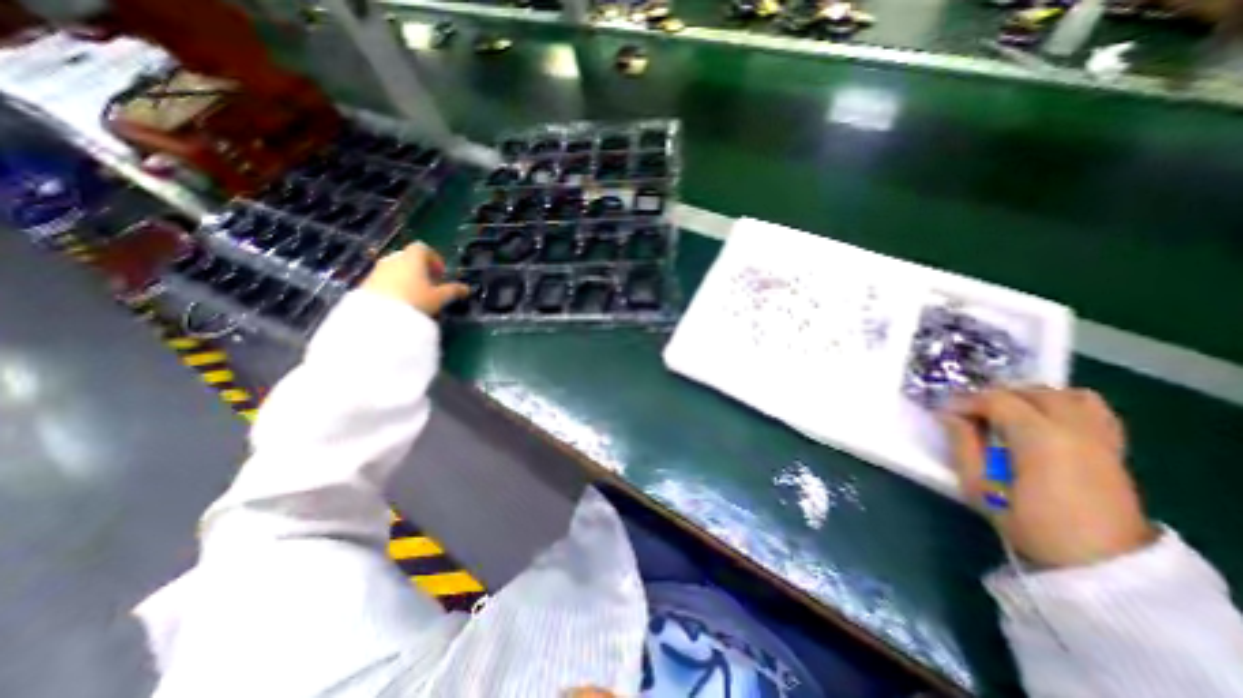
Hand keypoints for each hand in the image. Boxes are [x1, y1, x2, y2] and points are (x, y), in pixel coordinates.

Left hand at [364, 239, 471, 312]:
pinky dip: (393, 285)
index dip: (434, 259)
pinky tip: (400, 302)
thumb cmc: (415, 301)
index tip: (440, 274)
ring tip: (416, 295)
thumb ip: (453, 291)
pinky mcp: (366, 282)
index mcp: (412, 258)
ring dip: (406, 277)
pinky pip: (384, 279)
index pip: (423, 248)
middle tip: (429, 285)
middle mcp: (393, 259)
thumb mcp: (439, 298)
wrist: (379, 317)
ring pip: (395, 268)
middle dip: (420, 269)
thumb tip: (466, 288)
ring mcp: (377, 270)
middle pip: (408, 257)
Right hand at [944, 387, 1155, 565]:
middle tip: (971, 414)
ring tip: (1007, 414)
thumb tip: (949, 416)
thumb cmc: (1030, 523)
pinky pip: (1091, 409)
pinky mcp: (1113, 449)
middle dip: (995, 396)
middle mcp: (1074, 429)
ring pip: (1065, 394)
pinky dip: (1063, 404)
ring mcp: (1100, 438)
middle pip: (1031, 392)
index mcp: (1040, 437)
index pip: (997, 399)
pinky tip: (1043, 421)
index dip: (965, 401)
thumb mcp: (979, 486)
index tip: (945, 414)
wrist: (1101, 564)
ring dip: (1030, 396)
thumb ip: (963, 444)